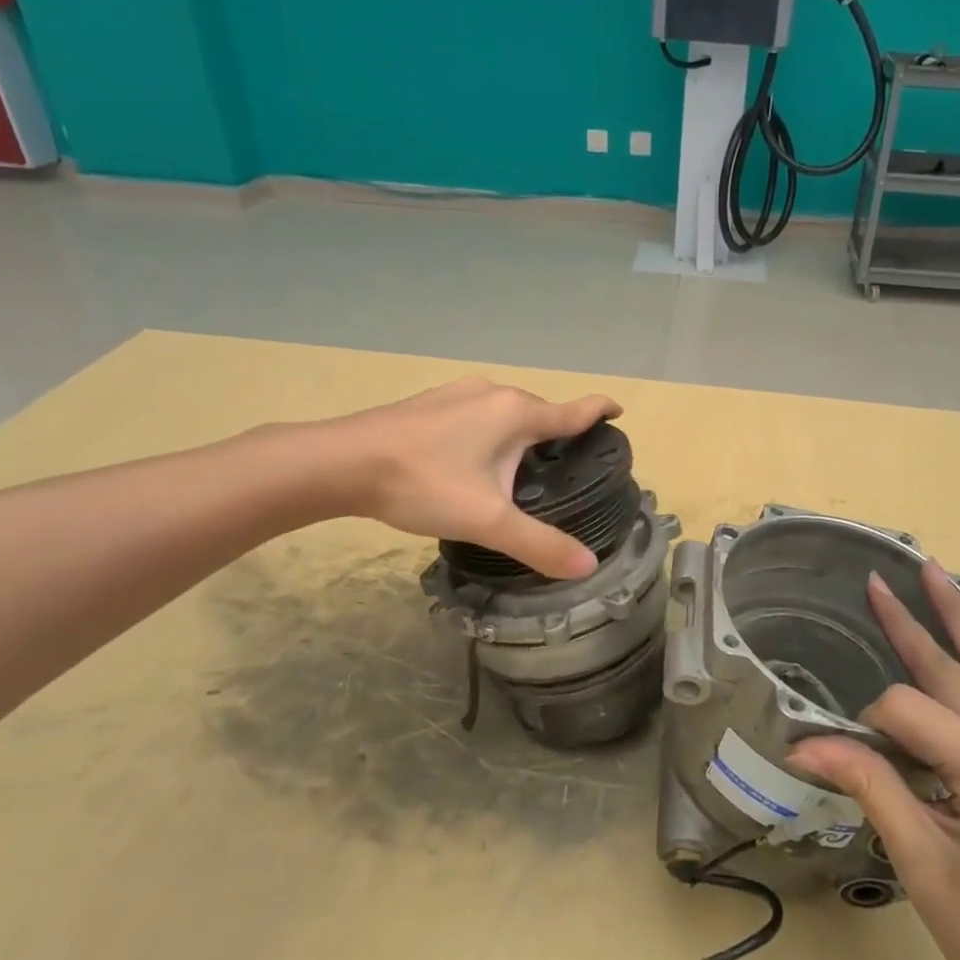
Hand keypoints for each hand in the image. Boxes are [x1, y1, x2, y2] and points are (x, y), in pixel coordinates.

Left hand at [320, 377, 621, 578]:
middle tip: (567, 467)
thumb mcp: (488, 521)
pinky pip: (478, 415)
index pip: (574, 410)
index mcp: (517, 413)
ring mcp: (457, 394)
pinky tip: (473, 461)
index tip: (619, 411)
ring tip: (523, 470)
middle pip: (540, 412)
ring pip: (506, 413)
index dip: (600, 410)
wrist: (341, 464)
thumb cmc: (424, 484)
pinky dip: (490, 433)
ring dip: (521, 434)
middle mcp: (493, 393)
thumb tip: (587, 566)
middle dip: (558, 433)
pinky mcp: (430, 404)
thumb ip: (539, 544)